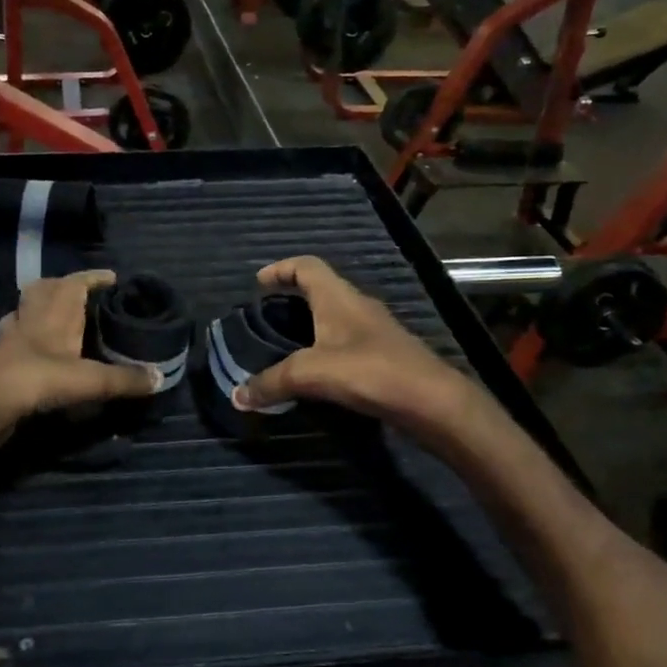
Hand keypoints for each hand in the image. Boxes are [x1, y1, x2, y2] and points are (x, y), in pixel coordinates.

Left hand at [0, 270, 157, 447]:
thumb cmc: (39, 378)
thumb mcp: (90, 380)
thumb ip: (124, 379)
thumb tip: (159, 379)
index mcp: (55, 312)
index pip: (75, 283)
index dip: (93, 277)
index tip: (112, 278)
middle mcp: (32, 318)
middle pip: (43, 290)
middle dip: (62, 288)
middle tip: (84, 297)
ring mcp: (11, 339)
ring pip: (24, 313)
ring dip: (39, 311)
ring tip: (59, 321)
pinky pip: (13, 342)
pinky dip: (25, 342)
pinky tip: (37, 354)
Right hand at [232, 257, 485, 440]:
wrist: (430, 399)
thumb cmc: (370, 371)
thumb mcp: (312, 374)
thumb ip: (272, 382)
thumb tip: (237, 396)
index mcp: (338, 297)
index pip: (307, 266)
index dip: (281, 269)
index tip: (259, 282)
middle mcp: (357, 305)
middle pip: (321, 288)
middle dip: (292, 296)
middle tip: (267, 314)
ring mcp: (374, 329)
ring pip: (336, 315)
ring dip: (311, 322)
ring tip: (285, 342)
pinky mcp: (384, 354)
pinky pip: (347, 339)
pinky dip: (326, 345)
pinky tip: (317, 370)